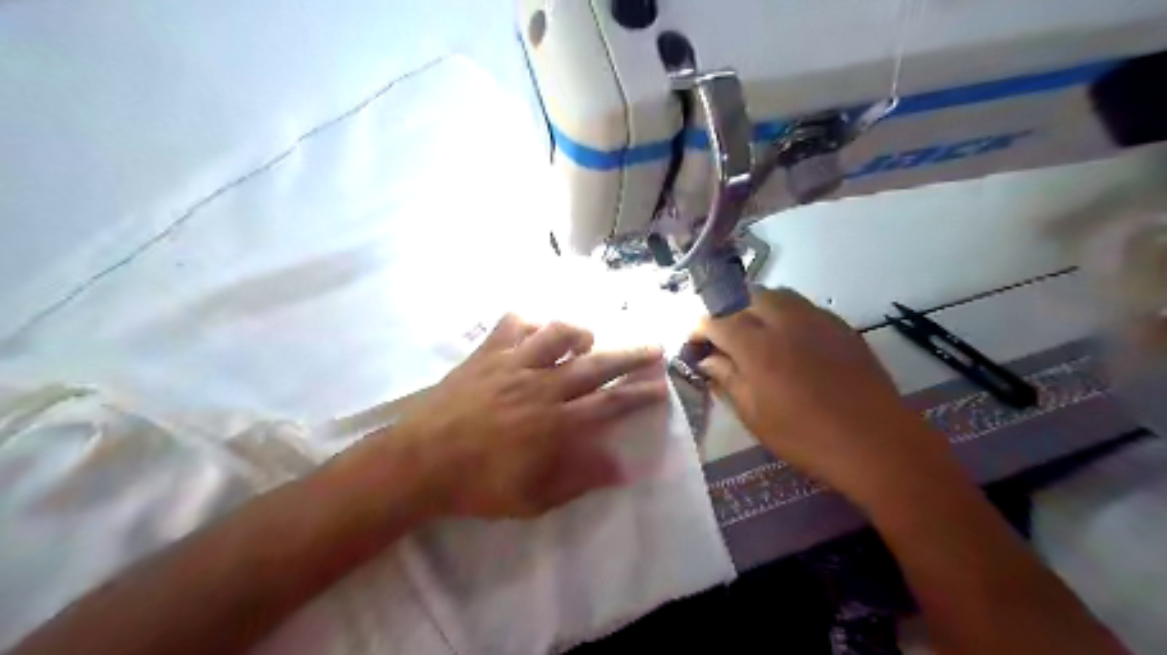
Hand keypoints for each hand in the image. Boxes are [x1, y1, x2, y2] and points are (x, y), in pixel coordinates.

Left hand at [389, 314, 664, 519]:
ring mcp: (511, 364)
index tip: (661, 387)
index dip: (638, 395)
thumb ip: (579, 479)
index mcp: (553, 423)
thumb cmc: (477, 485)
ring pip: (557, 334)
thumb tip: (622, 468)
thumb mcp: (532, 498)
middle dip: (630, 356)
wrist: (418, 463)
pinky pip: (513, 324)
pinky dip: (531, 323)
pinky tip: (537, 332)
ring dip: (580, 334)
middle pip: (595, 364)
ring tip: (589, 340)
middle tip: (654, 349)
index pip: (608, 404)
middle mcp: (540, 386)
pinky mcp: (486, 353)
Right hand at [691, 286, 945, 500]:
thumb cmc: (805, 436)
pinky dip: (786, 314)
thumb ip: (727, 379)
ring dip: (757, 307)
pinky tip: (790, 340)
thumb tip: (708, 359)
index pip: (717, 321)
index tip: (695, 344)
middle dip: (728, 311)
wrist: (876, 442)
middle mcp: (784, 322)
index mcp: (757, 346)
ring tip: (756, 333)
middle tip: (725, 338)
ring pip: (777, 295)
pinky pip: (804, 307)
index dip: (700, 329)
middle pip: (746, 297)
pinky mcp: (841, 326)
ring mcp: (816, 319)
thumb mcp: (754, 415)